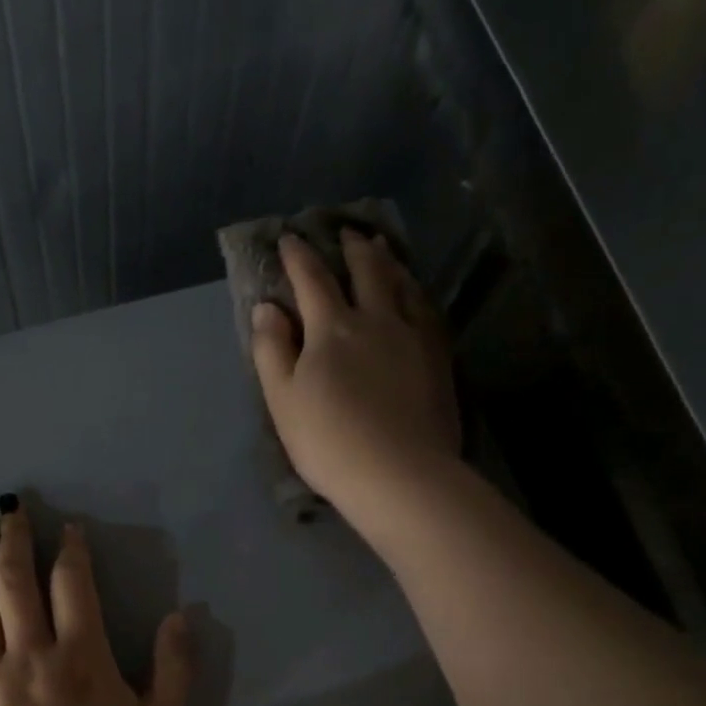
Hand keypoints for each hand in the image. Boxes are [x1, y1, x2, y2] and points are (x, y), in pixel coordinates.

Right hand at [251, 231, 460, 543]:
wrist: (399, 474)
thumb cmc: (328, 441)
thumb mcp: (282, 399)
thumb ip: (272, 350)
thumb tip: (267, 308)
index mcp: (332, 328)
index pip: (312, 280)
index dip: (298, 257)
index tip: (289, 238)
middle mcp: (377, 320)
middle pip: (365, 272)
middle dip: (351, 249)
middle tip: (346, 232)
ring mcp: (413, 337)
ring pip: (402, 285)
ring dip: (388, 262)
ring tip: (382, 250)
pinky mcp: (438, 358)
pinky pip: (427, 310)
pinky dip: (416, 292)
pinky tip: (415, 294)